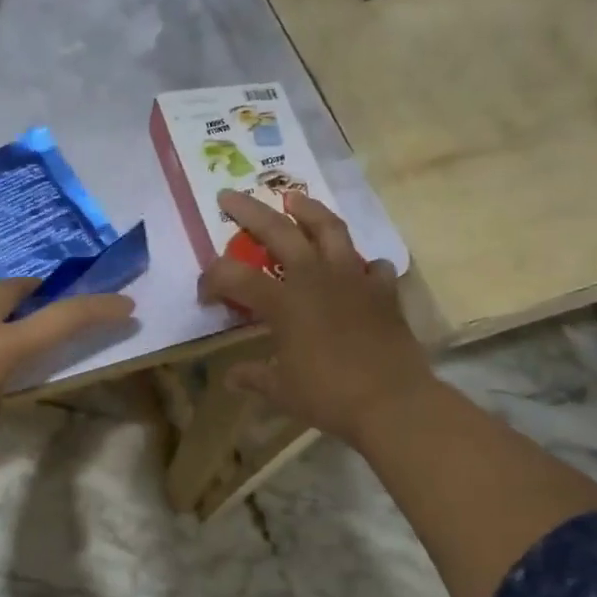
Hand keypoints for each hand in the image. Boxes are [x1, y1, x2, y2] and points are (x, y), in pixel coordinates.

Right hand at [197, 190, 431, 447]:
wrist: (391, 401)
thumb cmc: (328, 395)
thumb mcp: (281, 390)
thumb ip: (254, 376)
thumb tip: (232, 377)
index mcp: (283, 302)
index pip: (234, 277)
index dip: (212, 280)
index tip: (205, 295)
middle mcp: (315, 278)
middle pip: (278, 231)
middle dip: (249, 211)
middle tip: (230, 195)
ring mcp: (353, 279)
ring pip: (329, 230)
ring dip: (308, 210)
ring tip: (294, 200)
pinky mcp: (383, 291)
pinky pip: (373, 265)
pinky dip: (362, 263)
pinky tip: (357, 268)